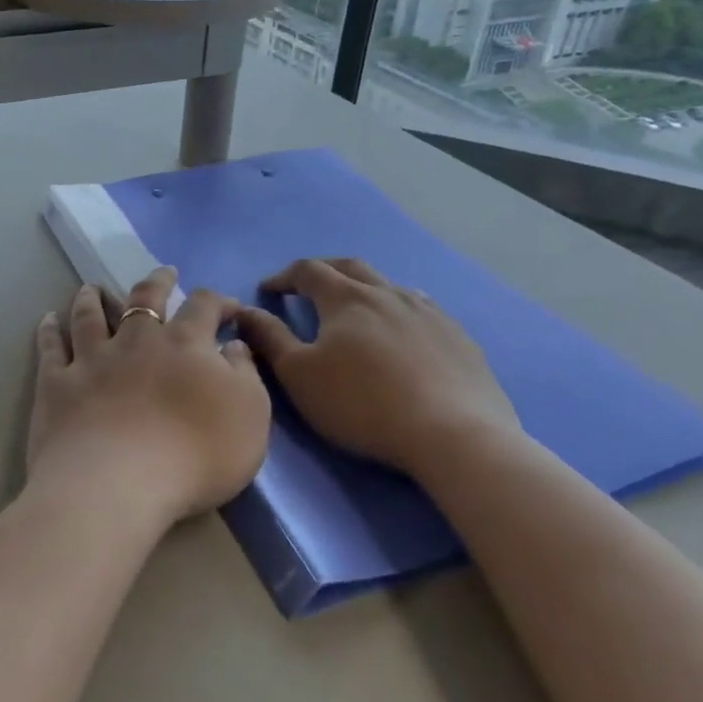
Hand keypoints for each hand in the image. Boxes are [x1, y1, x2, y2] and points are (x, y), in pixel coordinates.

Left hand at [29, 267, 270, 531]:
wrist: (117, 483)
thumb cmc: (194, 455)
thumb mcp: (249, 418)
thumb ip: (245, 376)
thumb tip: (234, 345)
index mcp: (184, 344)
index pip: (204, 306)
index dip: (218, 302)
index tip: (228, 308)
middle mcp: (136, 340)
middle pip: (145, 298)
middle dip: (158, 282)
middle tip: (164, 273)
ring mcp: (92, 359)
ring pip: (90, 315)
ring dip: (93, 298)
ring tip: (91, 288)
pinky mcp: (57, 383)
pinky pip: (50, 348)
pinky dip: (49, 330)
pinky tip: (48, 320)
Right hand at [233, 258, 522, 476]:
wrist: (454, 435)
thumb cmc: (363, 404)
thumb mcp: (300, 375)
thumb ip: (269, 338)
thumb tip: (244, 310)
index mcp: (346, 298)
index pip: (308, 271)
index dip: (284, 277)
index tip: (269, 290)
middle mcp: (387, 292)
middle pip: (349, 267)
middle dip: (323, 271)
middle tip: (307, 285)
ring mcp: (428, 311)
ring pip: (389, 285)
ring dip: (364, 287)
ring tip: (355, 305)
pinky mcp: (458, 336)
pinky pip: (422, 308)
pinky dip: (399, 309)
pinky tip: (403, 330)